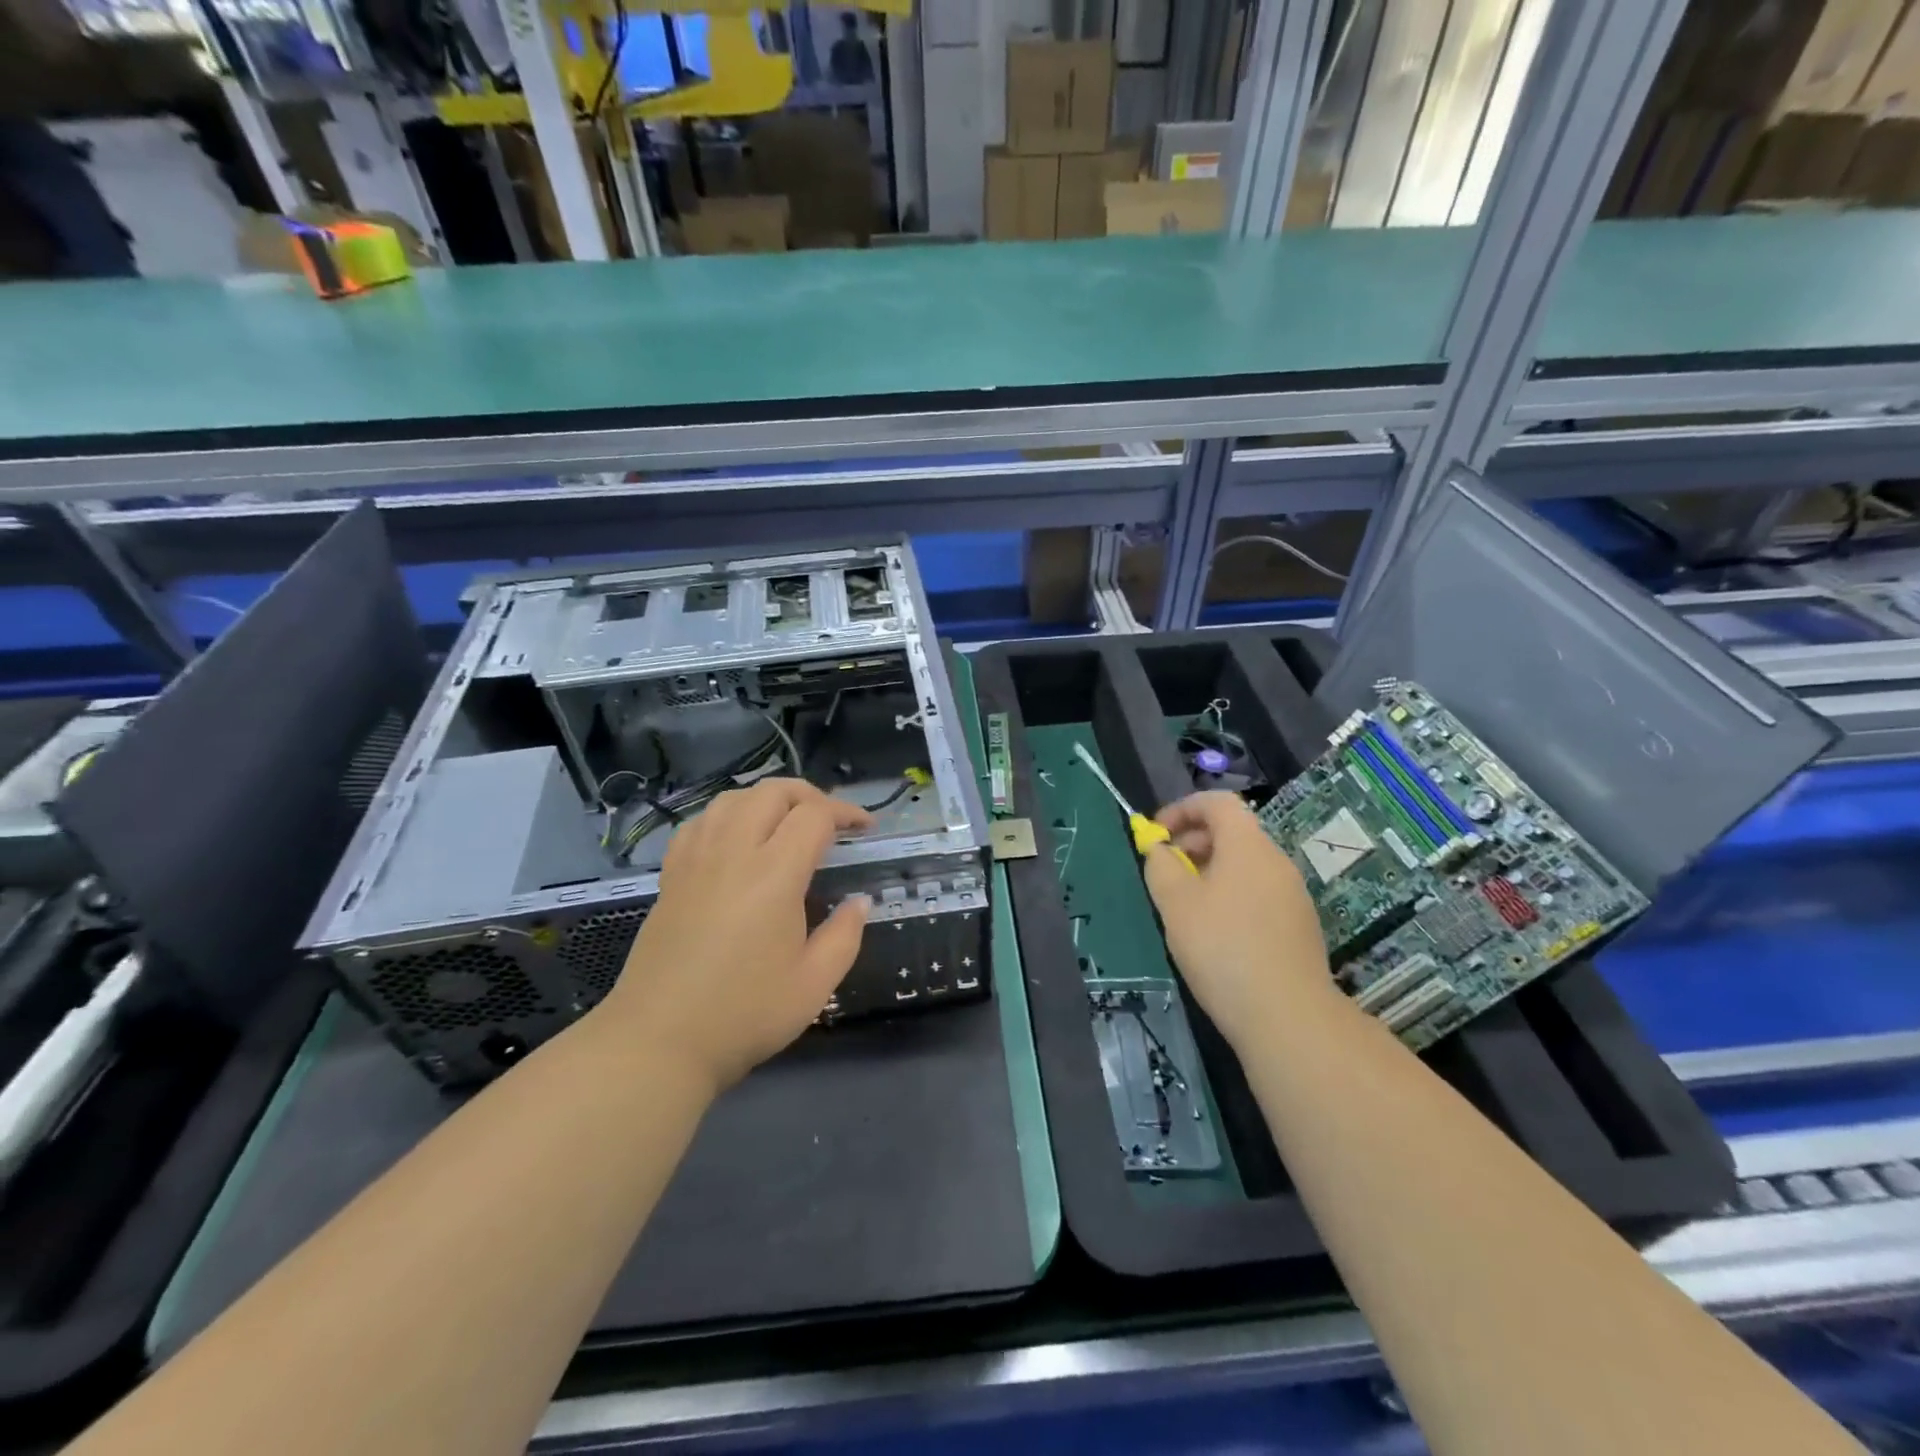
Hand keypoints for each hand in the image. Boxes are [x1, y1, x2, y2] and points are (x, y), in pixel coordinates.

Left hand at [602, 779, 871, 1092]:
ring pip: (732, 799)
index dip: (846, 812)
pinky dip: (727, 816)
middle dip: (809, 795)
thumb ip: (845, 935)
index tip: (865, 830)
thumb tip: (860, 901)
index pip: (814, 816)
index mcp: (773, 875)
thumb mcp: (814, 984)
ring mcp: (695, 860)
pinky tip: (736, 840)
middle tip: (831, 822)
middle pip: (772, 792)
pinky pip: (700, 823)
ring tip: (786, 823)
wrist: (658, 1042)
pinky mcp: (671, 876)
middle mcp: (732, 853)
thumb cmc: (744, 1014)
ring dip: (767, 800)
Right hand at [1142, 792, 1333, 1053]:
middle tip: (1165, 872)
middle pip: (1232, 832)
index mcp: (1247, 845)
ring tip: (1184, 906)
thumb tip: (1160, 850)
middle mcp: (1276, 861)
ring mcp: (1293, 894)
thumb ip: (1160, 867)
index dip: (1182, 809)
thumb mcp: (1175, 904)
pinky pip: (1258, 891)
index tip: (1156, 835)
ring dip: (1210, 871)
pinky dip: (1231, 895)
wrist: (1288, 1016)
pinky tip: (1215, 933)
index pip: (1216, 803)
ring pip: (1245, 864)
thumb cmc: (1222, 948)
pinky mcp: (1299, 925)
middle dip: (1192, 842)